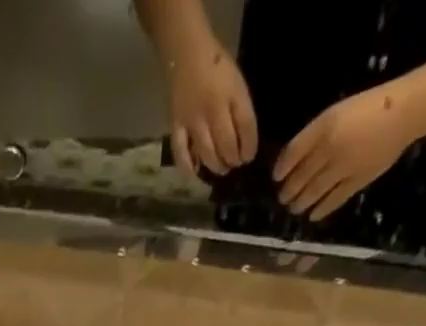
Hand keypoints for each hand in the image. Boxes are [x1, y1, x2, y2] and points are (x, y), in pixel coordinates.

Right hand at [164, 33, 256, 177]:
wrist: (186, 52)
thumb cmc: (215, 66)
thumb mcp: (236, 83)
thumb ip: (240, 109)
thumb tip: (242, 140)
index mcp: (233, 94)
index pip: (246, 127)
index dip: (249, 147)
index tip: (248, 157)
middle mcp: (214, 110)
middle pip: (227, 145)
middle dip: (233, 159)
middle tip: (233, 163)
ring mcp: (193, 120)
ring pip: (207, 153)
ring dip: (216, 166)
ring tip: (220, 168)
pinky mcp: (176, 126)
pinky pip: (181, 153)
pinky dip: (188, 167)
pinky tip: (194, 173)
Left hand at [274, 88, 417, 220]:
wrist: (404, 111)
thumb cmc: (368, 108)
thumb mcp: (336, 113)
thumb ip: (314, 136)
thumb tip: (292, 161)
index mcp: (324, 126)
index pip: (293, 153)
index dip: (281, 168)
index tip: (276, 177)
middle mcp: (330, 148)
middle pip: (300, 177)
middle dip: (288, 191)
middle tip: (283, 197)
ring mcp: (343, 167)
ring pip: (312, 192)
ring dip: (300, 203)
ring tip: (294, 208)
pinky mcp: (356, 181)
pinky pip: (332, 201)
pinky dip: (320, 210)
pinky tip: (313, 215)